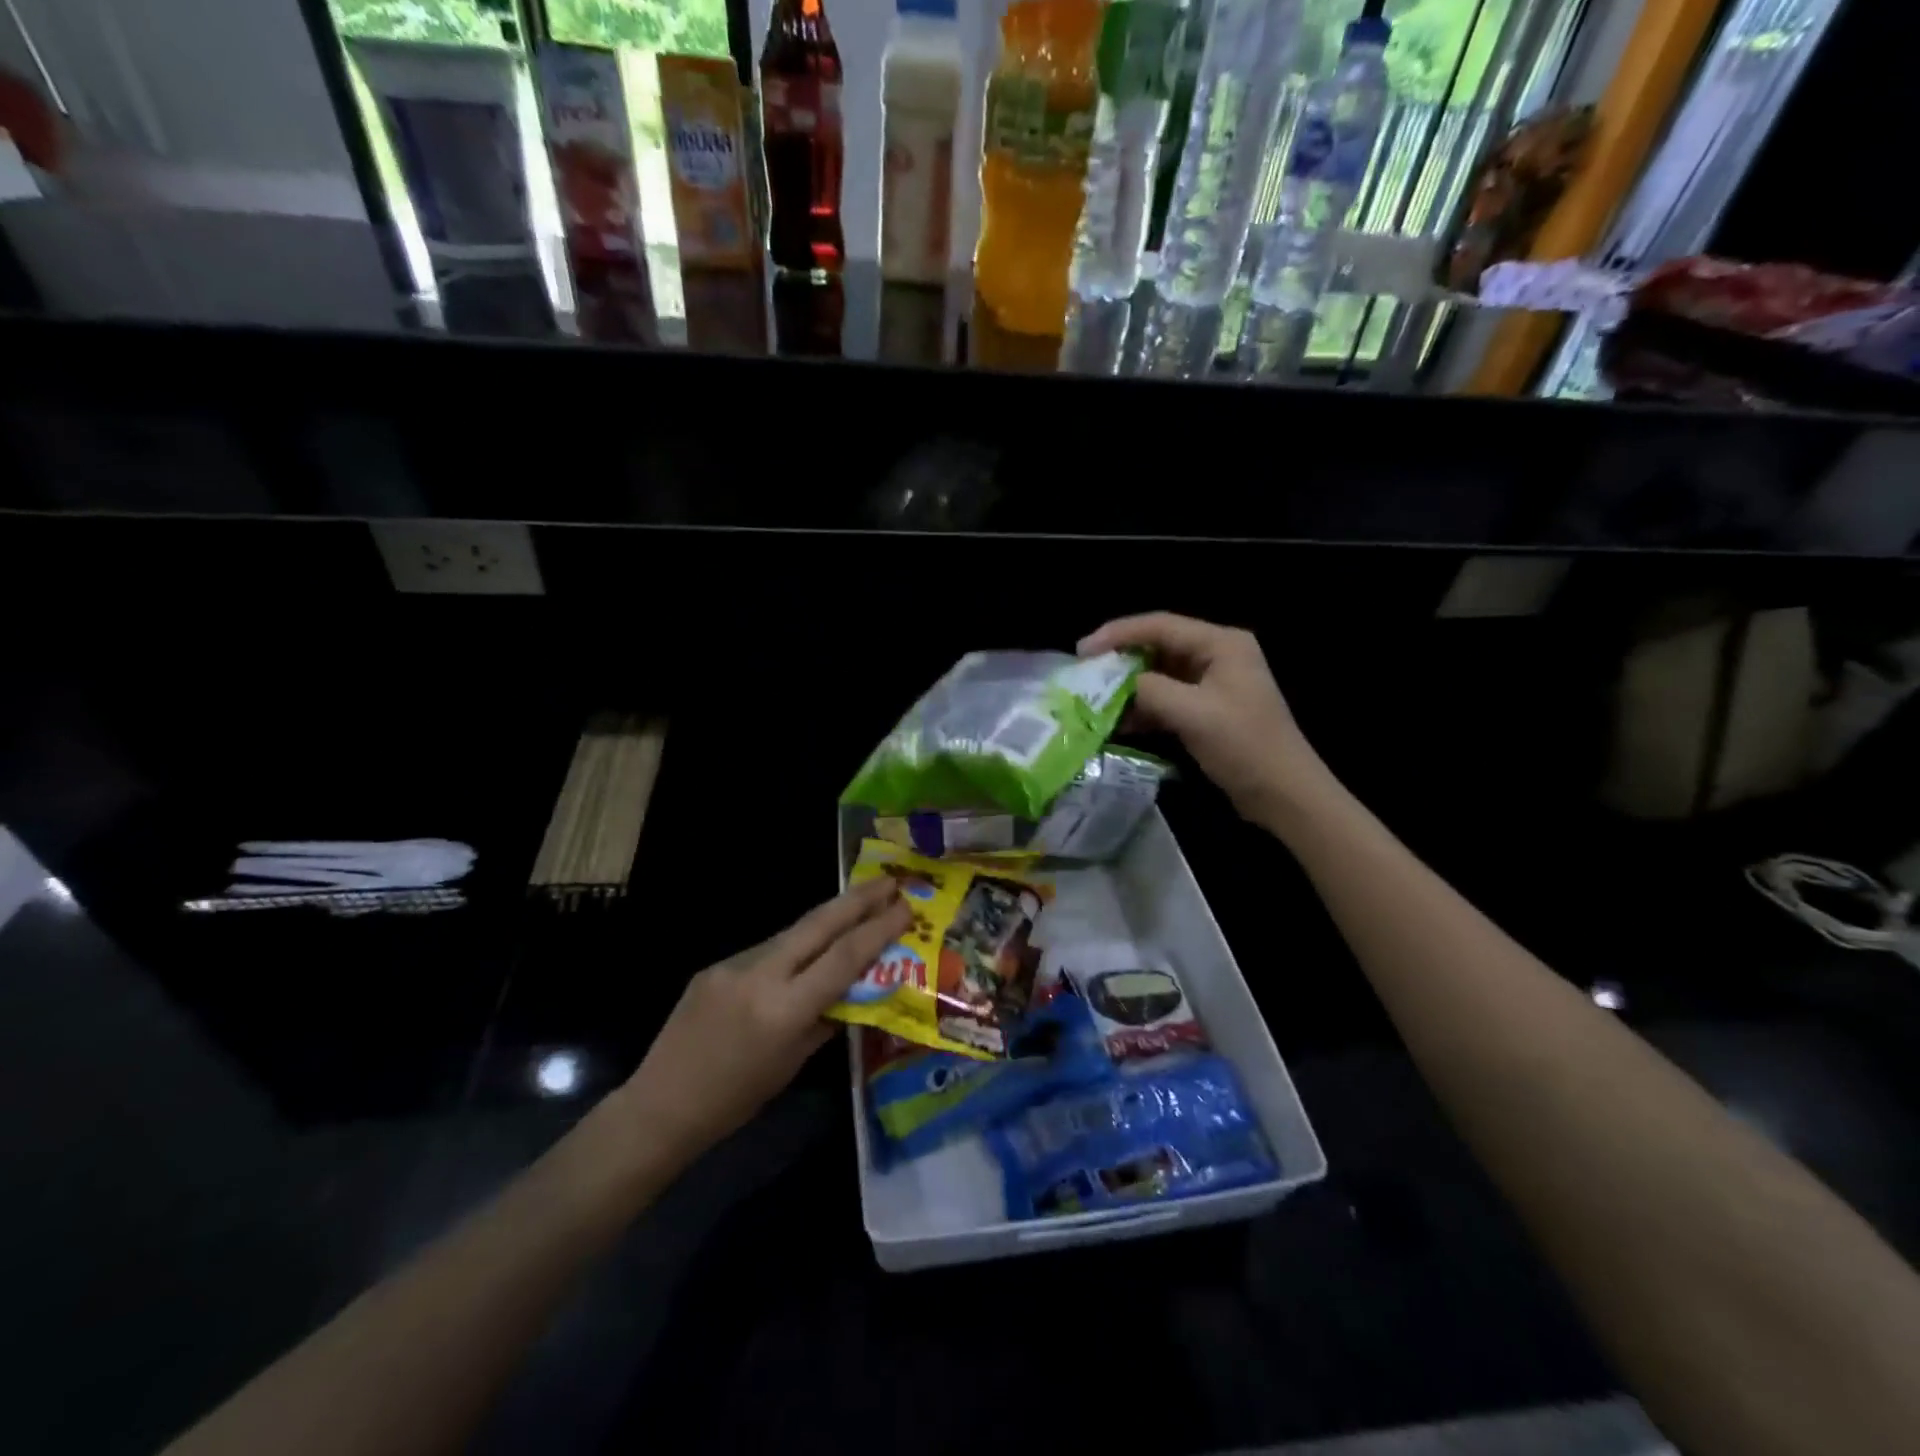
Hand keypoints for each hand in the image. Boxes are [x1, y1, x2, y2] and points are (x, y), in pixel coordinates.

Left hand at [620, 878, 911, 1164]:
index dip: (879, 928)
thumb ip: (825, 1019)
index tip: (906, 907)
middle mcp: (760, 975)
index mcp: (785, 1008)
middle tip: (890, 881)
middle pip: (818, 923)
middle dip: (857, 899)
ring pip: (792, 933)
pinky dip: (792, 949)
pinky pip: (765, 951)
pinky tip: (803, 957)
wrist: (661, 1106)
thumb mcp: (792, 1063)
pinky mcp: (715, 966)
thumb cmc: (736, 1100)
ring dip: (827, 921)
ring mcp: (733, 965)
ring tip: (857, 911)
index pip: (843, 957)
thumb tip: (854, 988)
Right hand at [1080, 612, 1332, 824]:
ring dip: (1128, 687)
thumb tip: (1120, 685)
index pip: (1159, 626)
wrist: (1284, 794)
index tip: (1082, 651)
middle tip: (1084, 673)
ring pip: (1158, 674)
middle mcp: (1217, 655)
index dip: (1117, 634)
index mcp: (1221, 644)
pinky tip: (1119, 723)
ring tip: (1095, 700)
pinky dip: (1143, 708)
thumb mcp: (1192, 714)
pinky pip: (1166, 698)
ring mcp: (1212, 683)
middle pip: (1157, 646)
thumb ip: (1150, 690)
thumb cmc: (1243, 747)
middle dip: (1120, 660)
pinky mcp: (1207, 709)